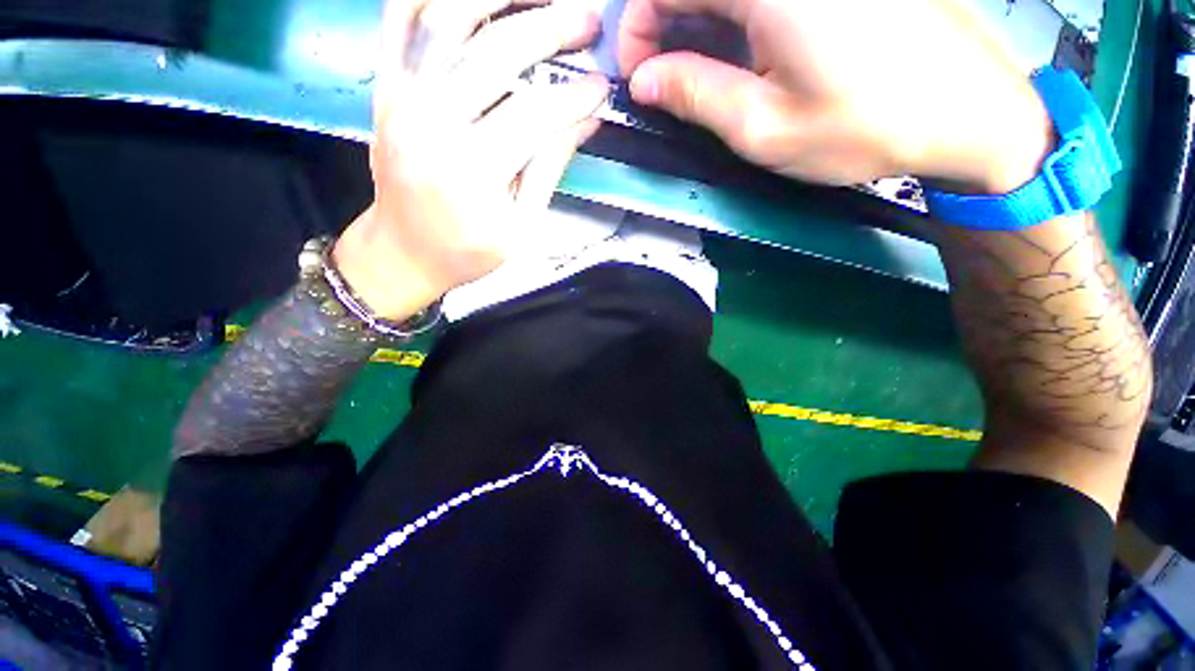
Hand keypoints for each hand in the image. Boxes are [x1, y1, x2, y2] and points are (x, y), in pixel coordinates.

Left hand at [334, 0, 608, 318]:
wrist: (404, 252)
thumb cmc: (467, 252)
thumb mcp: (521, 227)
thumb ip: (549, 170)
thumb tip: (584, 122)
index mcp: (471, 172)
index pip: (533, 116)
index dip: (573, 97)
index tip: (601, 88)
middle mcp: (430, 123)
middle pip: (494, 53)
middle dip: (549, 29)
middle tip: (587, 20)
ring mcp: (400, 97)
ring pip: (445, 17)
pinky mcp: (384, 87)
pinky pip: (399, 17)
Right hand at [618, 0, 1053, 193]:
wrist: (967, 111)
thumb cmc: (864, 127)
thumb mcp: (764, 127)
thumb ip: (697, 96)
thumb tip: (643, 81)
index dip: (637, 26)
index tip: (637, 76)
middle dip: (662, 24)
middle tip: (661, 79)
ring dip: (695, 21)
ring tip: (693, 72)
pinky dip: (732, 16)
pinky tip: (736, 50)